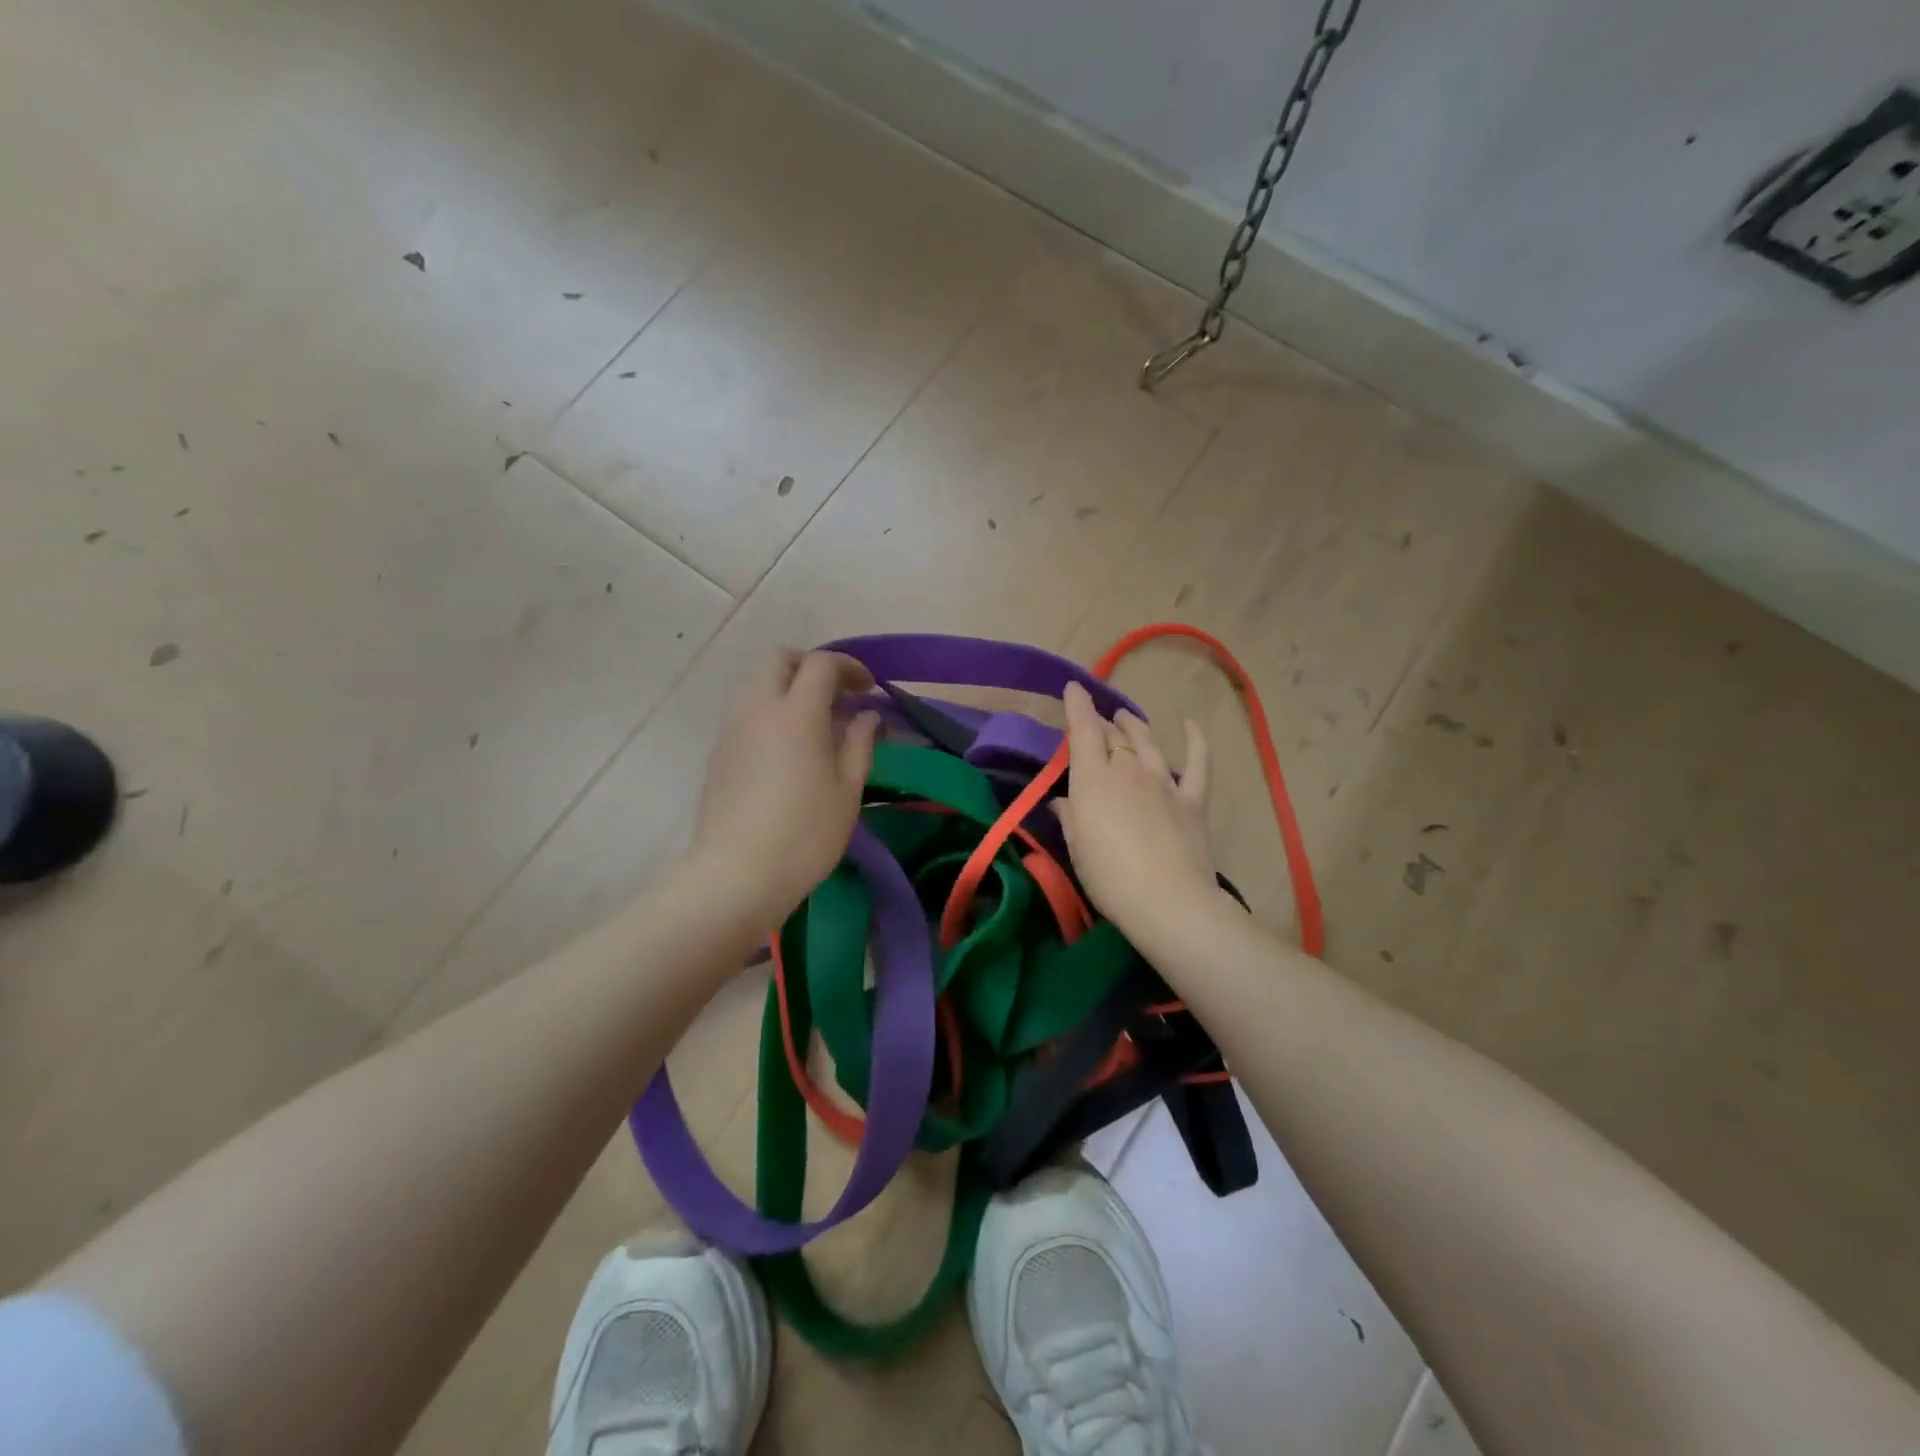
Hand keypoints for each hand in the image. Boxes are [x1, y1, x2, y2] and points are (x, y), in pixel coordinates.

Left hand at [685, 650, 880, 930]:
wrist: (736, 875)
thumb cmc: (805, 834)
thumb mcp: (847, 791)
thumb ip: (859, 744)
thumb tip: (866, 716)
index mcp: (796, 713)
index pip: (821, 664)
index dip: (849, 667)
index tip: (868, 688)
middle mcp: (758, 708)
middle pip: (780, 660)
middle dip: (811, 666)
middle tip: (837, 694)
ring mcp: (732, 728)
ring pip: (757, 682)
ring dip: (787, 686)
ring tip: (814, 720)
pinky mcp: (718, 751)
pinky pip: (745, 710)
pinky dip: (769, 709)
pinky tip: (788, 746)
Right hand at [1054, 682, 1220, 939]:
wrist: (1168, 901)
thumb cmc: (1109, 878)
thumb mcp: (1077, 849)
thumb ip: (1070, 817)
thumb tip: (1064, 801)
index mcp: (1094, 780)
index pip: (1083, 732)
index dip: (1078, 707)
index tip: (1074, 688)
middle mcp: (1128, 770)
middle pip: (1113, 736)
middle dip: (1101, 723)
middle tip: (1094, 722)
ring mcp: (1164, 782)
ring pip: (1147, 742)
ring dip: (1134, 726)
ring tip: (1125, 717)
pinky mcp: (1192, 799)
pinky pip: (1198, 763)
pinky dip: (1195, 740)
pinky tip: (1190, 725)